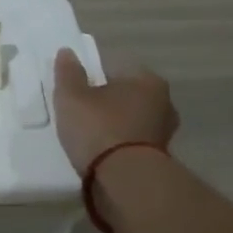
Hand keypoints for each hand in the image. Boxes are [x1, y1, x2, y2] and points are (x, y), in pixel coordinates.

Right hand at [51, 48, 178, 174]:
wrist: (125, 181)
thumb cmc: (99, 128)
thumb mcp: (72, 97)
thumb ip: (69, 73)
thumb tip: (67, 52)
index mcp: (147, 80)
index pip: (117, 67)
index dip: (94, 75)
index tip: (77, 89)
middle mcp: (164, 102)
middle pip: (127, 95)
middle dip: (108, 100)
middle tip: (81, 111)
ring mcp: (165, 133)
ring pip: (132, 120)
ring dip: (115, 124)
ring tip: (89, 135)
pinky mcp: (159, 159)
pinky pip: (133, 142)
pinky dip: (120, 145)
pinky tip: (102, 152)